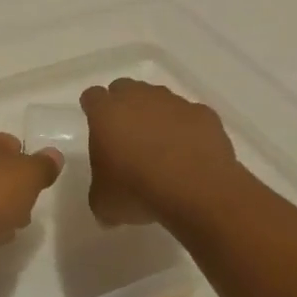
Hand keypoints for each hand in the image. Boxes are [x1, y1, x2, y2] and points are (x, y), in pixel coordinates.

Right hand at [80, 78, 243, 225]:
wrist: (196, 190)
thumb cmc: (137, 190)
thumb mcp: (105, 203)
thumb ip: (100, 194)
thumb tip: (106, 207)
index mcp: (106, 112)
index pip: (92, 97)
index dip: (92, 109)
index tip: (96, 125)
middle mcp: (138, 97)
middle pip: (125, 88)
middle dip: (124, 106)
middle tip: (127, 134)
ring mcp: (174, 103)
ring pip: (159, 99)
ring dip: (157, 116)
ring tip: (161, 147)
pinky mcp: (203, 114)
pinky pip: (190, 116)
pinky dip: (188, 130)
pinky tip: (190, 154)